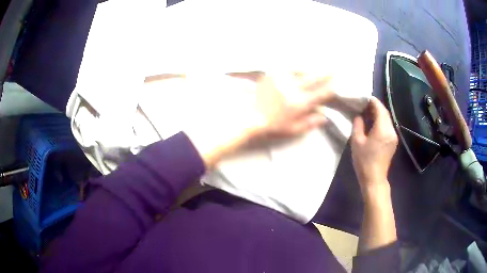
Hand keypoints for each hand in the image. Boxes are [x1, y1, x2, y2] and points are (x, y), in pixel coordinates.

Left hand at [245, 72, 334, 136]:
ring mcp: (282, 80)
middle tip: (333, 69)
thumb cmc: (274, 125)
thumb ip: (310, 122)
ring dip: (311, 67)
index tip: (335, 84)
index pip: (320, 93)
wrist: (251, 117)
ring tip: (318, 65)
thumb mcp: (294, 129)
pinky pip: (287, 66)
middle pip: (314, 78)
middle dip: (325, 73)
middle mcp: (292, 89)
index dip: (330, 88)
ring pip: (301, 69)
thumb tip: (325, 116)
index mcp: (299, 103)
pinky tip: (300, 65)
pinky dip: (296, 65)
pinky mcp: (272, 74)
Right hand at [351, 97, 397, 190]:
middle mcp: (391, 130)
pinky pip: (388, 126)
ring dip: (379, 113)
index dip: (373, 101)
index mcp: (382, 129)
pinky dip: (381, 121)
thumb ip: (358, 125)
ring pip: (387, 119)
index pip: (380, 109)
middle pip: (385, 113)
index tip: (364, 97)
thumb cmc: (364, 161)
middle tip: (364, 104)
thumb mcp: (357, 142)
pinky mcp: (393, 142)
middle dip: (376, 106)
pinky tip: (374, 123)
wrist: (374, 178)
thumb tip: (358, 115)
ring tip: (368, 112)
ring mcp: (394, 136)